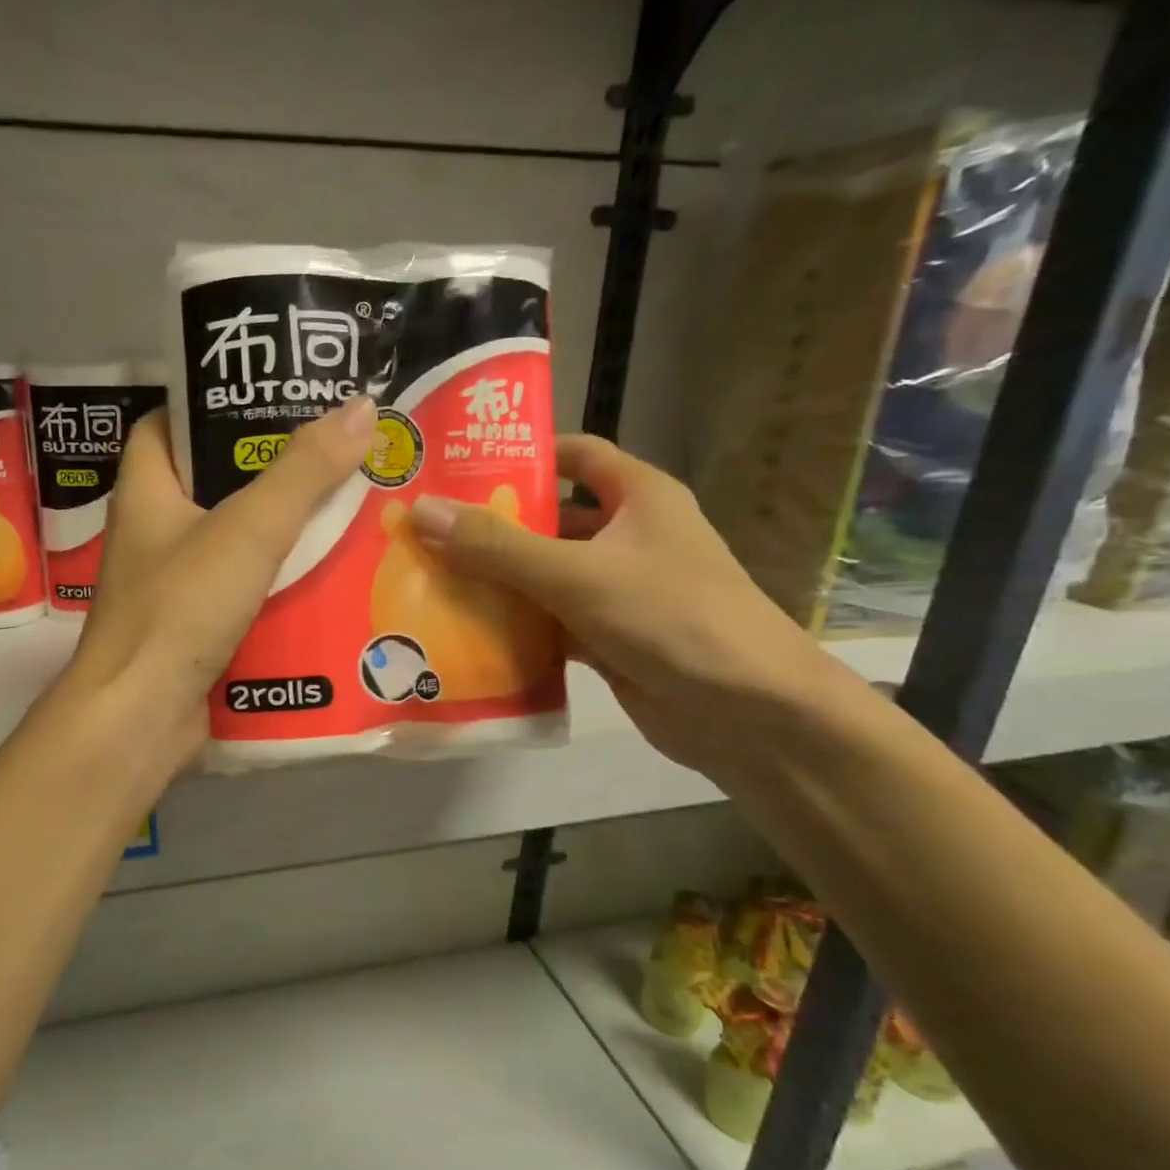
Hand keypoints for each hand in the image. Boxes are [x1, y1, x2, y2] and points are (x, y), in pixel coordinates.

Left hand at [65, 397, 380, 774]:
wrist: (141, 718)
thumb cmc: (181, 607)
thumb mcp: (248, 529)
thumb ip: (304, 472)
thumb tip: (362, 406)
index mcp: (146, 492)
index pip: (167, 426)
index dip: (211, 405)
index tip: (270, 397)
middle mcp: (154, 533)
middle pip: (213, 484)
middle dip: (269, 470)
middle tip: (334, 451)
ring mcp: (174, 585)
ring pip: (235, 541)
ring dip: (284, 529)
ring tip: (349, 505)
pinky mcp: (197, 628)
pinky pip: (245, 589)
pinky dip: (280, 580)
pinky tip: (330, 574)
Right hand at [408, 435, 861, 776]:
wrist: (749, 714)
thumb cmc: (672, 618)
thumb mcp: (578, 574)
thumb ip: (498, 546)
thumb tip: (421, 510)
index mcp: (638, 497)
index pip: (575, 454)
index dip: (522, 454)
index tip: (459, 464)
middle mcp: (627, 536)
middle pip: (549, 518)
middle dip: (492, 525)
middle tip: (423, 527)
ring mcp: (616, 590)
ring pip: (543, 574)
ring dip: (495, 578)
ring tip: (427, 576)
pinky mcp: (606, 637)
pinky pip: (548, 620)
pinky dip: (512, 624)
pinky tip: (462, 628)